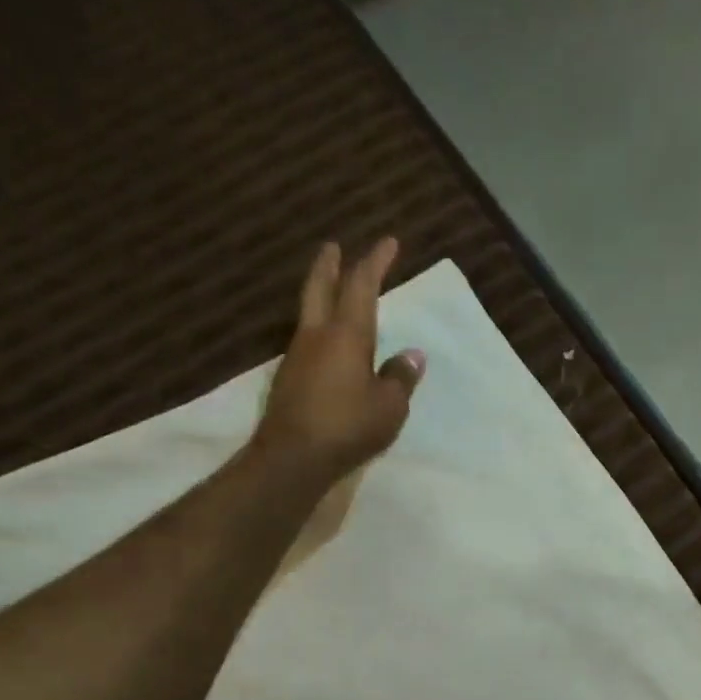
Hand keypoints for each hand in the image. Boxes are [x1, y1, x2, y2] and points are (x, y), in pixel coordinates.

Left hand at [255, 238, 425, 481]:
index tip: (388, 242)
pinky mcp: (288, 380)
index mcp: (347, 334)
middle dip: (330, 265)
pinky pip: (306, 343)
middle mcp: (317, 335)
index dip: (375, 261)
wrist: (293, 457)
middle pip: (320, 287)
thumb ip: (400, 378)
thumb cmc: (348, 426)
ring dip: (320, 296)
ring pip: (309, 314)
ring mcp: (297, 357)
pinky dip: (318, 332)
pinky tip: (326, 346)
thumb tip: (411, 356)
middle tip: (333, 247)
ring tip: (332, 294)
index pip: (362, 286)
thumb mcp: (389, 407)